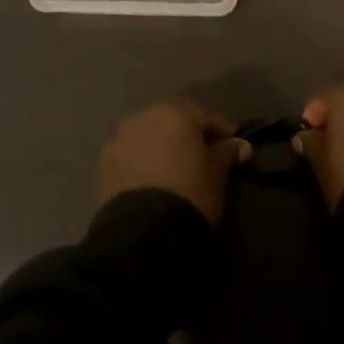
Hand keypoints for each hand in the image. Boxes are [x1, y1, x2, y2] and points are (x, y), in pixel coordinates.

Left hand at [98, 100, 251, 225]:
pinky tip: (152, 183)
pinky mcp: (103, 164)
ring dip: (162, 148)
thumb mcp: (218, 175)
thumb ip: (227, 154)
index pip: (204, 115)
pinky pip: (130, 156)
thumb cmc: (191, 193)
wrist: (144, 232)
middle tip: (202, 159)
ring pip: (148, 137)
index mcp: (174, 112)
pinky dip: (142, 163)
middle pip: (172, 122)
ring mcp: (119, 138)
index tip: (233, 150)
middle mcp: (143, 116)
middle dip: (187, 137)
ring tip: (175, 173)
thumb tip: (240, 145)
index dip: (221, 132)